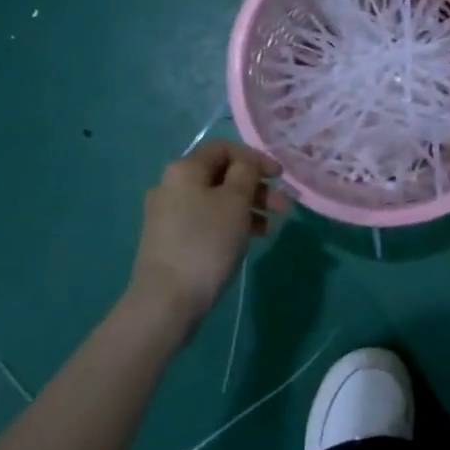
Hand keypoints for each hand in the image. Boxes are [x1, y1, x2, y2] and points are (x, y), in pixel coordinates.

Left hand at [127, 139, 288, 336]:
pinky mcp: (170, 240)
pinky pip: (206, 220)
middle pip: (221, 175)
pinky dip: (230, 224)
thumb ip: (246, 173)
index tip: (280, 177)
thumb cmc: (206, 243)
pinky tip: (249, 240)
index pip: (224, 148)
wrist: (166, 302)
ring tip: (271, 228)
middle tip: (283, 207)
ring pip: (215, 200)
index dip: (255, 157)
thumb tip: (245, 163)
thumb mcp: (235, 202)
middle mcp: (171, 185)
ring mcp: (168, 214)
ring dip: (247, 207)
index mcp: (184, 169)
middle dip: (255, 187)